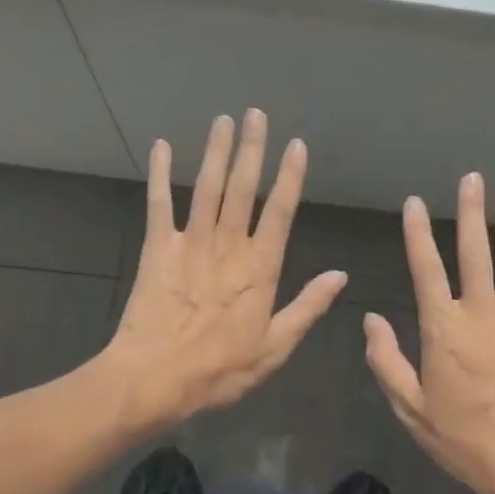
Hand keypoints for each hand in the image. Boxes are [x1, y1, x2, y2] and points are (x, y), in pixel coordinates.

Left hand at [106, 110, 345, 430]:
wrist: (154, 379)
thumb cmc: (219, 370)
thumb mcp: (274, 348)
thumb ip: (307, 307)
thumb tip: (340, 276)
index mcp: (259, 268)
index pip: (280, 212)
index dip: (290, 177)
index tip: (297, 145)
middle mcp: (228, 246)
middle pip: (242, 188)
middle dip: (251, 149)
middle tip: (256, 114)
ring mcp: (190, 243)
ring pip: (207, 188)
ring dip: (215, 151)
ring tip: (223, 119)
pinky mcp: (157, 248)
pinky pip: (159, 204)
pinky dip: (160, 174)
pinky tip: (160, 146)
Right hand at [364, 174, 494, 493]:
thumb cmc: (462, 438)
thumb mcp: (410, 408)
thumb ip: (386, 360)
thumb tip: (369, 319)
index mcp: (442, 328)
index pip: (426, 269)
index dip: (418, 233)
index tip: (415, 203)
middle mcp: (480, 313)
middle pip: (474, 252)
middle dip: (471, 212)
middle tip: (471, 178)